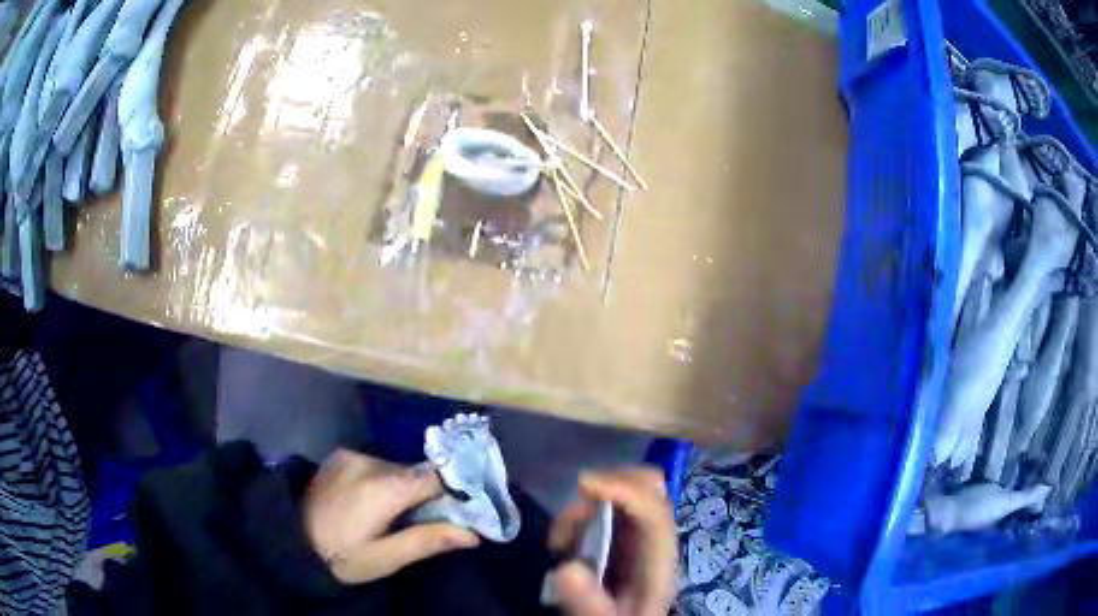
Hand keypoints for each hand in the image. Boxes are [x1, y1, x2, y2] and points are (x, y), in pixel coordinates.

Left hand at [303, 449, 479, 583]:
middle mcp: (371, 461)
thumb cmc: (342, 556)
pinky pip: (376, 465)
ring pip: (397, 469)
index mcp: (385, 487)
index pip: (437, 477)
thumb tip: (474, 534)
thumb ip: (428, 540)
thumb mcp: (386, 558)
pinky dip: (383, 481)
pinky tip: (371, 503)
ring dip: (403, 489)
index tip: (461, 512)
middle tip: (423, 524)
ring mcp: (352, 455)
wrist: (290, 541)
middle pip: (417, 474)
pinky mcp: (341, 456)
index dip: (454, 493)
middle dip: (427, 496)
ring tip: (392, 517)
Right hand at [547, 467, 676, 615]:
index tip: (584, 485)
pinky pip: (601, 508)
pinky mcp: (617, 538)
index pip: (654, 512)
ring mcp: (636, 535)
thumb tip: (567, 569)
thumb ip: (590, 603)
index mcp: (658, 559)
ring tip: (559, 542)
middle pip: (648, 487)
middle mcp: (652, 539)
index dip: (625, 491)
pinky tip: (561, 544)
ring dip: (586, 504)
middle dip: (610, 484)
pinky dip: (578, 516)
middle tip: (573, 512)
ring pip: (622, 492)